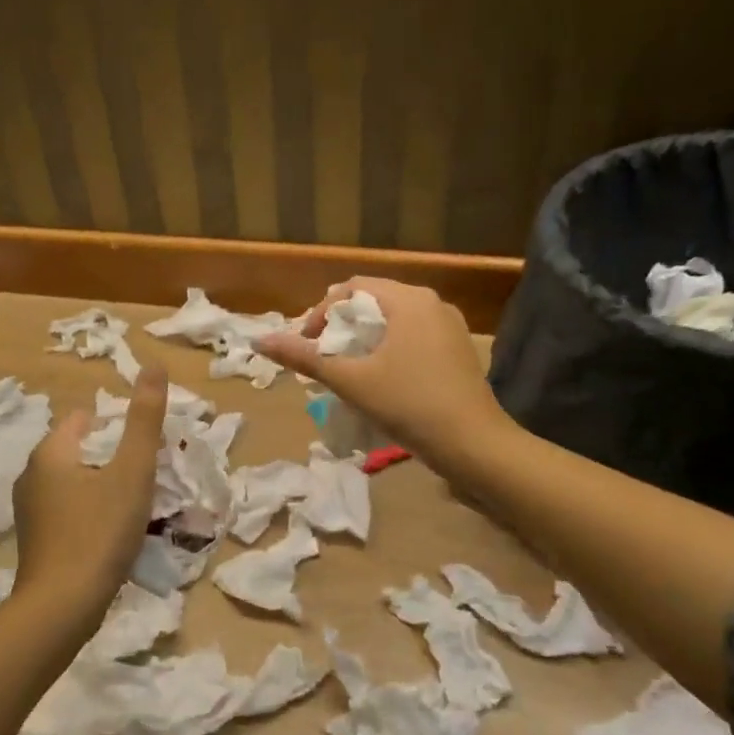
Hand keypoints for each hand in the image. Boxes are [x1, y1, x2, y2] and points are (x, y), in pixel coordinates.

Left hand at [13, 363, 167, 613]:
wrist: (61, 608)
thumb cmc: (99, 531)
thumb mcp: (132, 471)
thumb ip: (144, 419)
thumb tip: (154, 365)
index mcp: (50, 452)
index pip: (84, 418)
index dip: (117, 425)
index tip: (144, 445)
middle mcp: (32, 475)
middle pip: (80, 450)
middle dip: (112, 456)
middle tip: (146, 474)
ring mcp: (30, 511)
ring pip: (74, 482)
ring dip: (102, 485)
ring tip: (135, 503)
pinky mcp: (36, 540)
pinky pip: (68, 510)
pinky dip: (90, 511)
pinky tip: (111, 531)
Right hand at [257, 278, 509, 470]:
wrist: (474, 445)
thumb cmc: (409, 404)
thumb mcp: (351, 380)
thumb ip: (305, 357)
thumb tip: (259, 341)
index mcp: (409, 299)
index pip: (352, 288)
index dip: (321, 313)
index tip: (308, 345)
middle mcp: (432, 303)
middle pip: (373, 302)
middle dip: (341, 326)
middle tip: (322, 357)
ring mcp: (449, 327)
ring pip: (394, 321)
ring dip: (364, 339)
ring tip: (346, 369)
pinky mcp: (457, 351)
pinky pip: (413, 337)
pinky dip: (388, 349)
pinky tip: (380, 379)